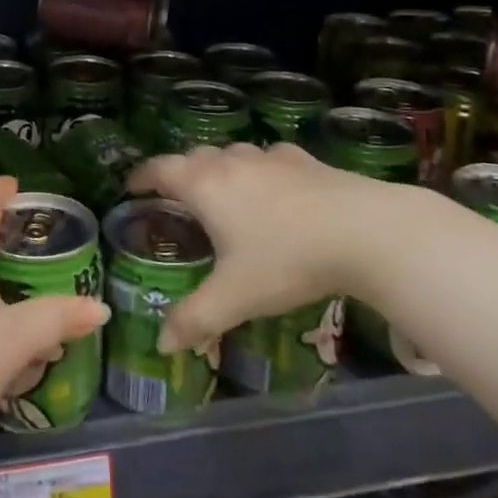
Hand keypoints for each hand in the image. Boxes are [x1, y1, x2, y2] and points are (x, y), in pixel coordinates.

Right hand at [127, 143, 438, 353]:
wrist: (367, 232)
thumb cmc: (288, 260)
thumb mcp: (236, 297)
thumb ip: (195, 319)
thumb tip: (162, 344)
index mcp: (205, 187)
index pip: (160, 169)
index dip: (141, 176)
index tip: (131, 186)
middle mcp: (232, 163)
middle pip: (194, 156)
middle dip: (180, 173)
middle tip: (177, 198)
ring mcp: (271, 158)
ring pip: (233, 153)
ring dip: (220, 167)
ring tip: (224, 192)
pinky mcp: (306, 161)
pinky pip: (271, 158)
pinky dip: (261, 169)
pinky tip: (275, 187)